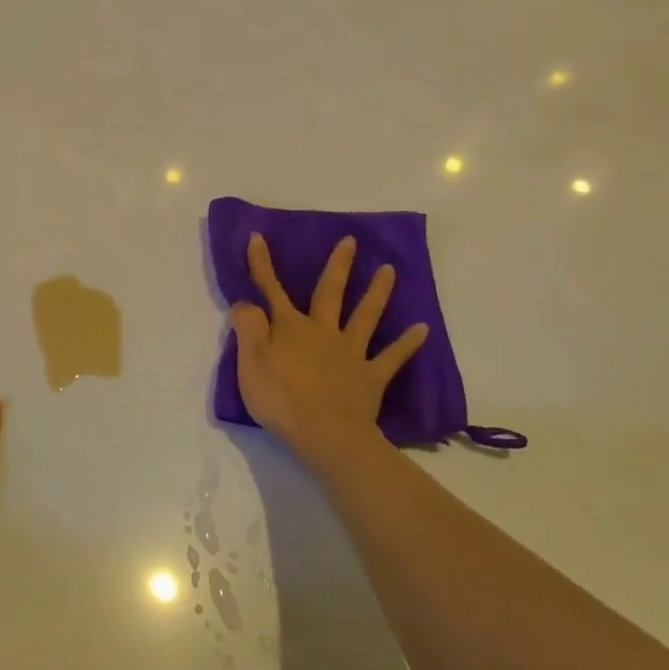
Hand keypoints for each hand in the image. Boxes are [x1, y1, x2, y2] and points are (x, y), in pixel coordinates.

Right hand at [229, 234, 427, 463]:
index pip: (270, 289)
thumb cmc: (279, 398)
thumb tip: (245, 302)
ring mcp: (350, 353)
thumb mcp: (249, 361)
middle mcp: (322, 331)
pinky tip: (423, 328)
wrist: (324, 433)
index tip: (258, 236)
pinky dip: (407, 343)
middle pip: (330, 292)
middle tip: (351, 241)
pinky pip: (392, 357)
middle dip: (338, 266)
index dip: (261, 264)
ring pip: (365, 316)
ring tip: (390, 270)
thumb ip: (247, 328)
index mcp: (289, 327)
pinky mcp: (370, 377)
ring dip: (377, 292)